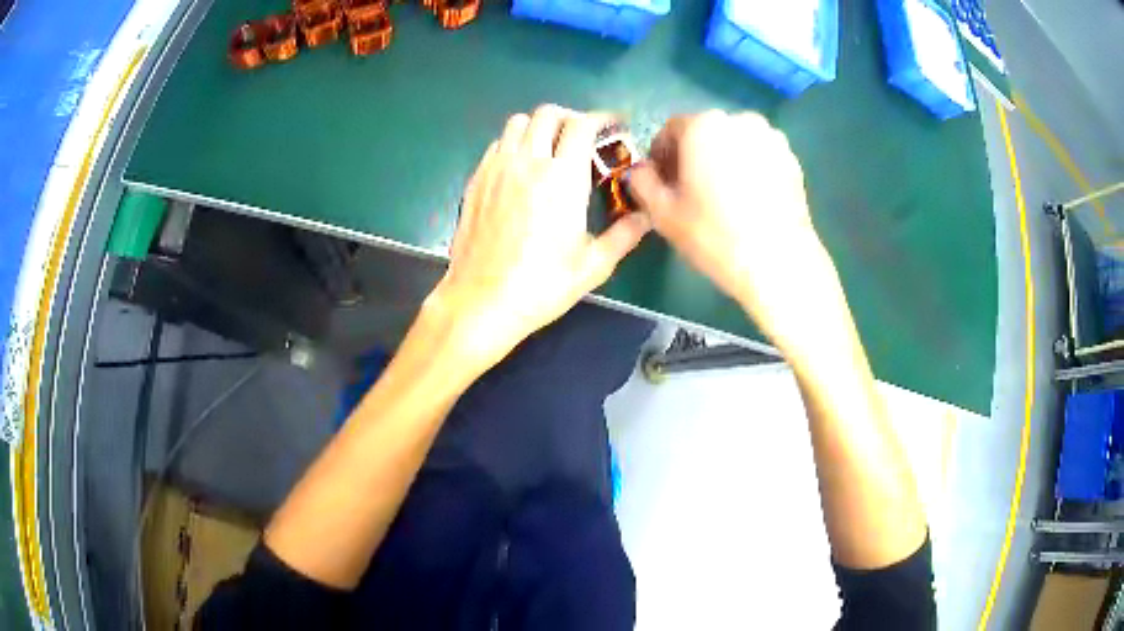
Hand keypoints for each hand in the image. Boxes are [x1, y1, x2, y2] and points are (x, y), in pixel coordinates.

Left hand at [429, 105, 650, 372]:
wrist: (482, 301)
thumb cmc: (541, 286)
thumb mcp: (593, 266)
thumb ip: (624, 235)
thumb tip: (646, 217)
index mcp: (562, 178)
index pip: (581, 124)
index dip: (601, 117)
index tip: (613, 125)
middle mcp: (528, 162)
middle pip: (547, 113)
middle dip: (570, 117)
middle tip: (583, 136)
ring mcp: (497, 168)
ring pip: (518, 122)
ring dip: (539, 125)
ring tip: (550, 146)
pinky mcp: (476, 180)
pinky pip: (498, 143)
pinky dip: (515, 142)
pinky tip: (521, 167)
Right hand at [628, 110, 841, 349]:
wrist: (778, 262)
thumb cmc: (715, 235)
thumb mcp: (662, 213)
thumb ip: (642, 182)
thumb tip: (642, 171)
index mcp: (702, 125)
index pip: (670, 131)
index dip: (661, 157)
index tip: (663, 184)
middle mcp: (738, 120)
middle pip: (704, 134)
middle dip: (693, 157)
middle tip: (692, 193)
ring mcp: (770, 137)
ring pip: (734, 144)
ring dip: (723, 161)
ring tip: (724, 198)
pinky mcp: (791, 158)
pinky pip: (759, 156)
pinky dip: (749, 169)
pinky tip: (749, 201)